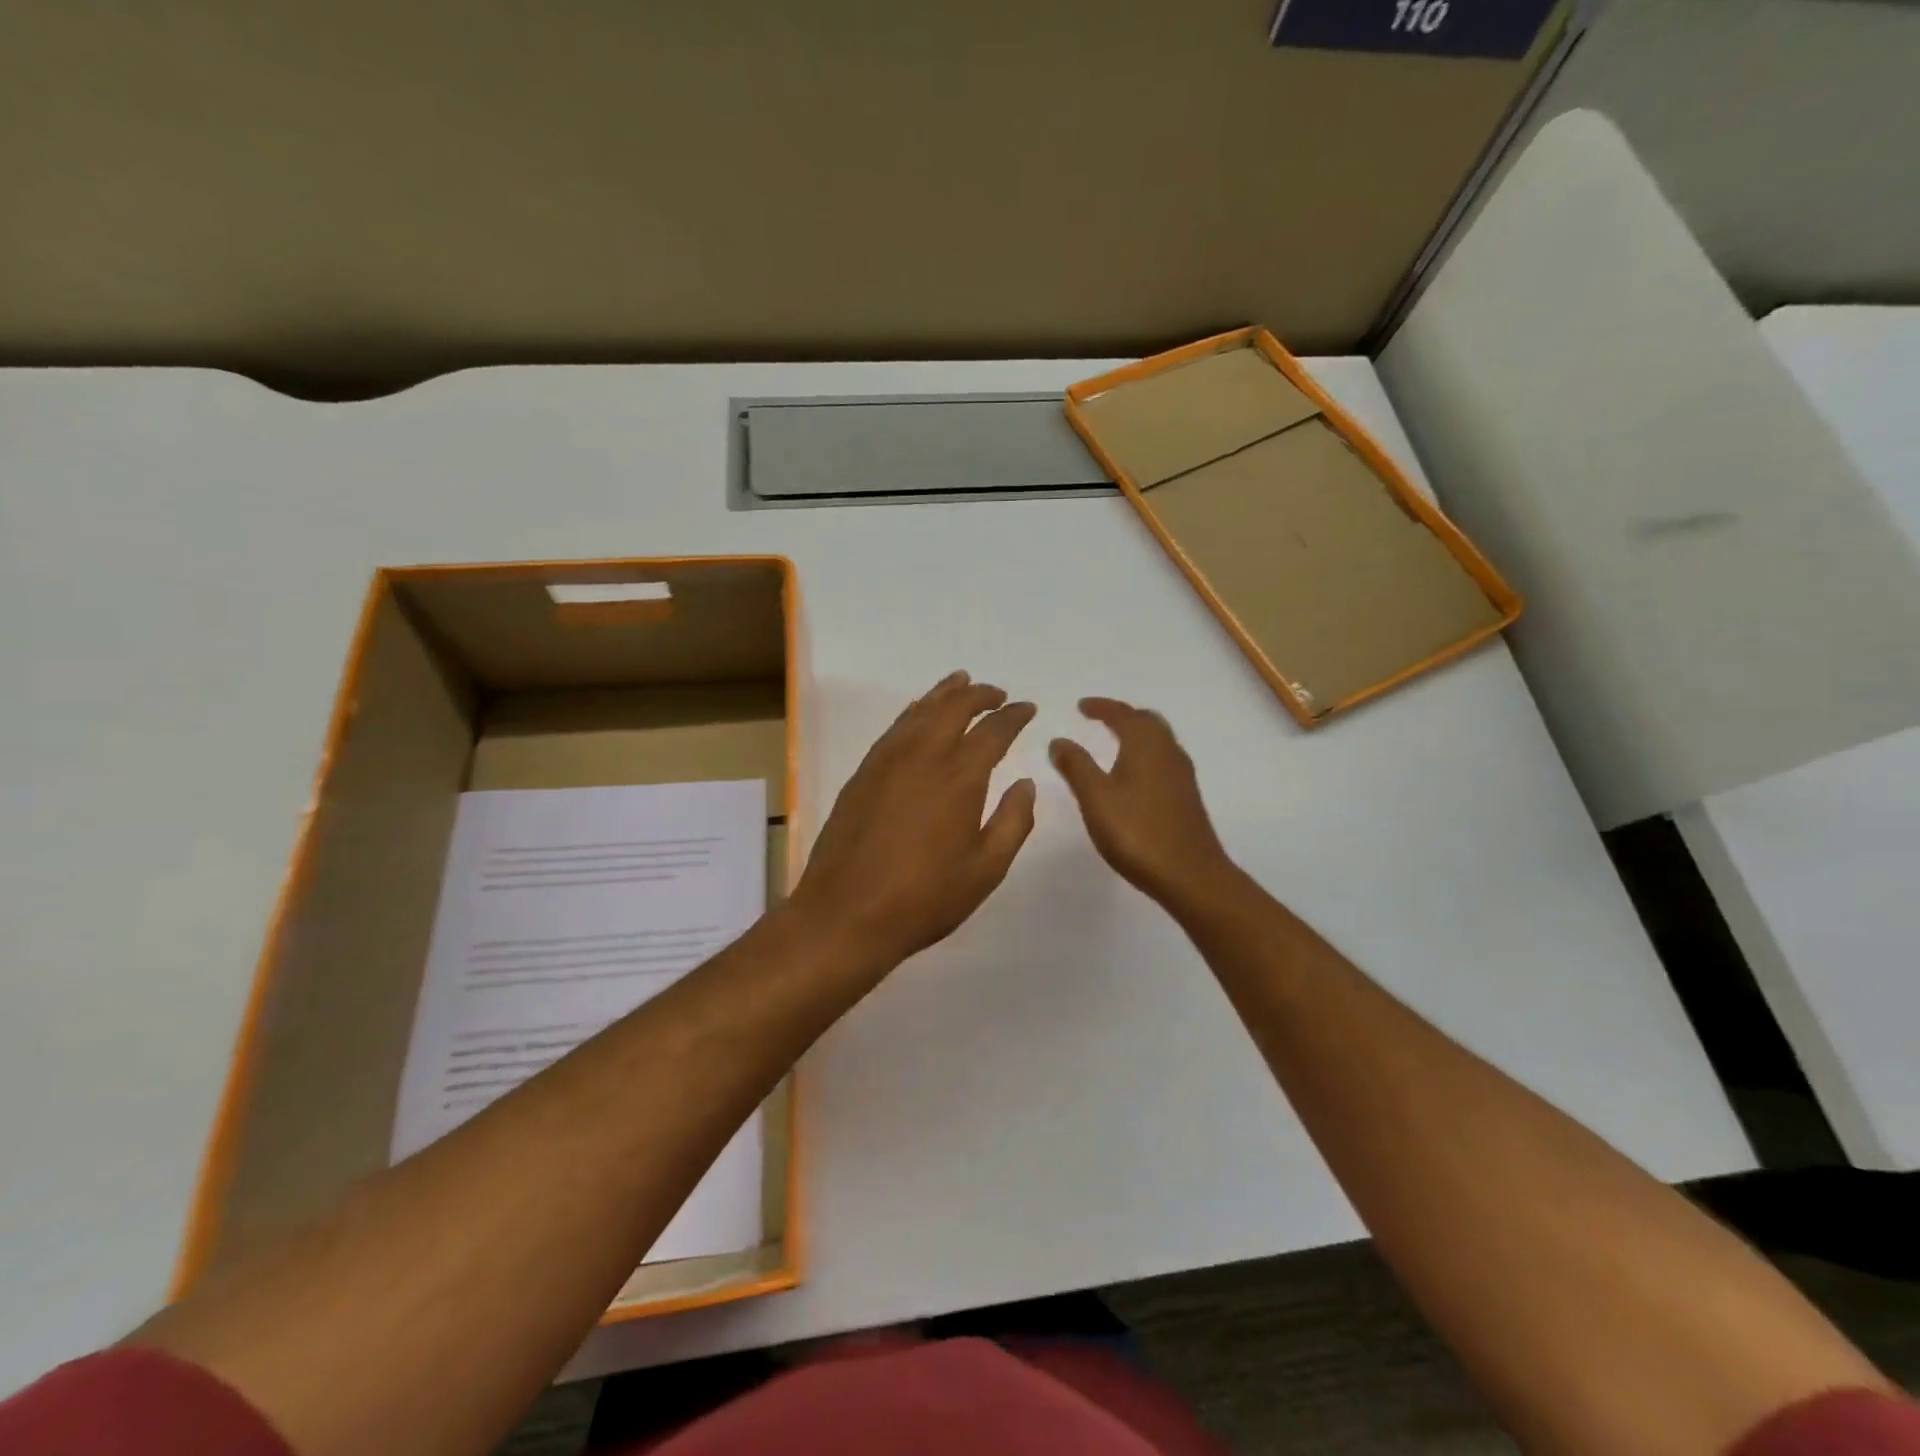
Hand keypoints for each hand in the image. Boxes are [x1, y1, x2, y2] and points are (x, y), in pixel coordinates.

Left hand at [791, 671, 1037, 973]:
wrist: (845, 914)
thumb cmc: (924, 899)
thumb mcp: (986, 870)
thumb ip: (1013, 822)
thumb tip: (1026, 784)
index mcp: (960, 777)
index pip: (994, 731)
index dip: (1014, 716)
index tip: (1027, 709)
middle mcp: (923, 756)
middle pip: (955, 707)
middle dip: (980, 694)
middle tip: (997, 693)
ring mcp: (887, 761)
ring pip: (921, 710)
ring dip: (945, 693)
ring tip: (961, 682)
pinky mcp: (863, 773)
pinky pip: (895, 727)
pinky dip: (914, 711)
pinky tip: (919, 713)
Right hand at [1049, 697, 1236, 910]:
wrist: (1190, 875)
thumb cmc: (1137, 833)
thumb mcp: (1095, 798)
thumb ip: (1075, 766)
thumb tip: (1059, 740)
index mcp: (1146, 745)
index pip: (1123, 714)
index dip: (1101, 707)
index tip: (1081, 706)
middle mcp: (1168, 753)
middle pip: (1148, 722)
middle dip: (1123, 716)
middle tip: (1100, 719)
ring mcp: (1182, 776)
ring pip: (1159, 741)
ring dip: (1137, 734)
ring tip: (1114, 742)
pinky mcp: (1187, 798)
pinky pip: (1164, 761)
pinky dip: (1145, 755)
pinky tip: (1134, 776)